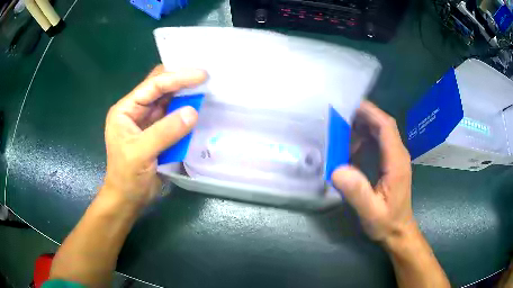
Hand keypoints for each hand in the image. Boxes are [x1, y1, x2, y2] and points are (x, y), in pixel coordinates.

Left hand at [102, 65, 206, 207]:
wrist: (128, 199)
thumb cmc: (127, 177)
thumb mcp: (141, 153)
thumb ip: (165, 132)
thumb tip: (193, 112)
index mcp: (126, 110)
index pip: (152, 86)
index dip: (176, 77)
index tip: (201, 74)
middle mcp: (136, 111)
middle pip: (160, 88)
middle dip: (181, 81)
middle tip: (205, 76)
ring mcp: (147, 122)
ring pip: (168, 101)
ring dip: (185, 95)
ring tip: (206, 87)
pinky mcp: (157, 133)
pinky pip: (173, 117)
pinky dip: (185, 112)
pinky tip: (198, 107)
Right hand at [332, 101, 414, 243]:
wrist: (398, 231)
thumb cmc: (386, 222)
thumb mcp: (371, 212)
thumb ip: (357, 192)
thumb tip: (337, 169)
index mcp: (397, 162)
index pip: (386, 127)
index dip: (369, 112)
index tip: (348, 105)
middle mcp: (399, 154)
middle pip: (384, 125)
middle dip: (363, 116)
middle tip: (339, 114)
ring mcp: (396, 158)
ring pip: (381, 131)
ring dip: (362, 126)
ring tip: (341, 128)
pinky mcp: (391, 162)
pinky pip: (378, 142)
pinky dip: (364, 137)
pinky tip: (350, 145)